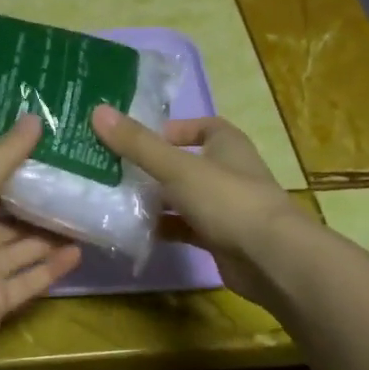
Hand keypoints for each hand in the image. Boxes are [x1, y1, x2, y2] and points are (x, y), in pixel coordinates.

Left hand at [0, 113, 83, 368]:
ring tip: (85, 214)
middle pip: (9, 219)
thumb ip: (4, 157)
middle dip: (39, 203)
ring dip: (50, 235)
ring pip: (22, 249)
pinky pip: (30, 280)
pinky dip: (52, 268)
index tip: (49, 152)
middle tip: (77, 182)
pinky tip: (79, 251)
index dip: (15, 169)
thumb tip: (34, 117)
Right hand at [92, 105, 312, 306]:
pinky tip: (138, 232)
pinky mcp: (221, 239)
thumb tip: (98, 111)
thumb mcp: (177, 168)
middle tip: (116, 170)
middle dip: (155, 167)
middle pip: (187, 164)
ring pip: (184, 198)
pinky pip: (187, 228)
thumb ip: (138, 144)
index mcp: (227, 145)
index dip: (175, 130)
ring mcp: (226, 208)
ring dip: (157, 200)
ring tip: (119, 200)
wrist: (270, 258)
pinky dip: (166, 228)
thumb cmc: (227, 200)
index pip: (203, 126)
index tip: (142, 139)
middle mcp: (229, 172)